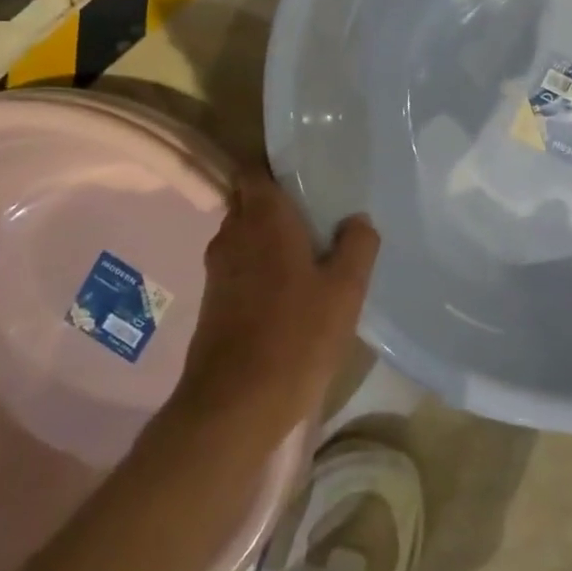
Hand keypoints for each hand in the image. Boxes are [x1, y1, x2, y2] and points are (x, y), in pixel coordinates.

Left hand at [176, 173, 378, 443]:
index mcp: (262, 218)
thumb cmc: (296, 336)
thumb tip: (357, 220)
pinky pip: (240, 264)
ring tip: (311, 248)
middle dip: (278, 201)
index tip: (307, 171)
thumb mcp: (345, 290)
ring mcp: (218, 269)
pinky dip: (261, 264)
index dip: (276, 165)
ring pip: (244, 234)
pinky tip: (291, 287)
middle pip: (249, 200)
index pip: (254, 169)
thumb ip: (357, 246)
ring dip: (270, 236)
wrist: (234, 405)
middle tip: (319, 210)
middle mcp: (232, 234)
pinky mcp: (214, 301)